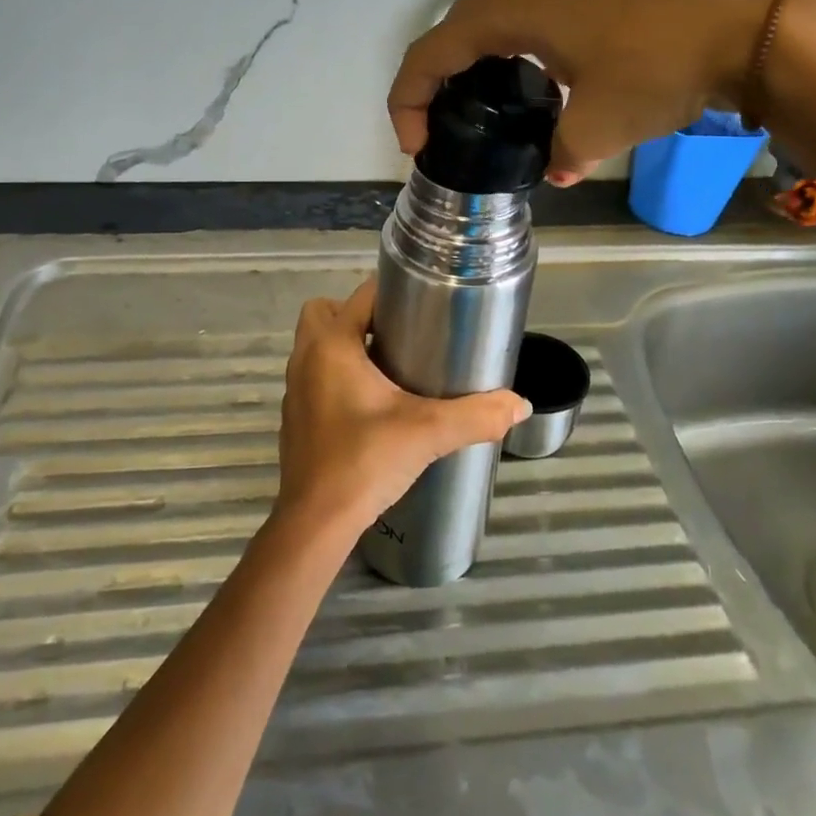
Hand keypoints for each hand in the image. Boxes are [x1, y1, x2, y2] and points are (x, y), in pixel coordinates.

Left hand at [274, 280, 529, 538]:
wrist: (316, 523)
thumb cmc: (365, 461)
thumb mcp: (428, 433)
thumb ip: (476, 415)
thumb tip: (520, 405)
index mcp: (332, 345)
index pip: (360, 295)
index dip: (392, 292)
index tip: (424, 305)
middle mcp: (306, 358)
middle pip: (324, 312)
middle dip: (358, 316)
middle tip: (399, 336)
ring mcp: (295, 388)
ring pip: (316, 345)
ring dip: (346, 346)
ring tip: (390, 367)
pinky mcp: (294, 417)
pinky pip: (314, 376)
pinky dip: (336, 376)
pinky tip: (370, 405)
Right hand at [387, 0, 786, 184]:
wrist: (750, 26)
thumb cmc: (660, 69)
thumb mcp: (600, 127)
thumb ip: (561, 152)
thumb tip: (557, 168)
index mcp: (515, 9)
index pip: (433, 50)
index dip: (409, 97)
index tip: (415, 144)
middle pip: (457, 26)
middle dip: (435, 76)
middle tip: (438, 124)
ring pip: (495, 14)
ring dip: (476, 57)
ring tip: (481, 103)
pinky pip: (531, 11)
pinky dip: (513, 45)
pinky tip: (536, 77)